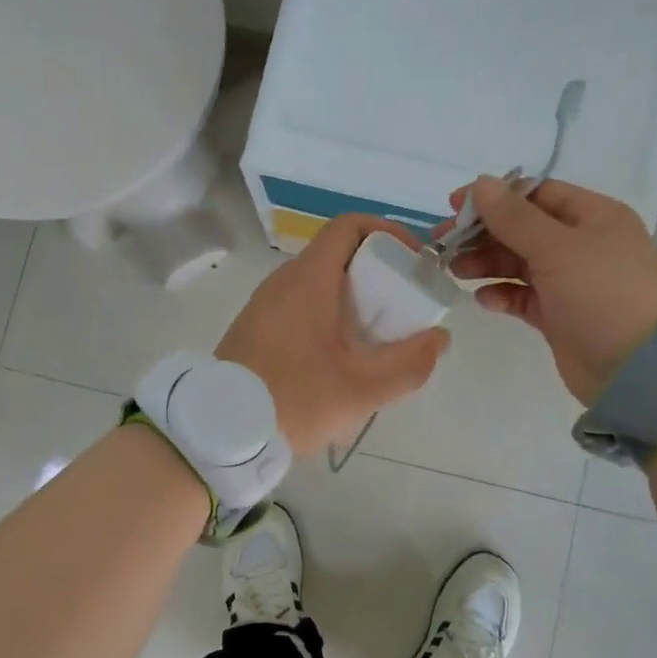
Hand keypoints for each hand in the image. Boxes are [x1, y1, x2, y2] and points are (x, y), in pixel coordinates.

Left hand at [217, 215, 450, 456]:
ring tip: (377, 336)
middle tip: (403, 306)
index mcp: (309, 279)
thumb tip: (438, 338)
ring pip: (319, 281)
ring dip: (353, 296)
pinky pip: (300, 304)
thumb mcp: (362, 388)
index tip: (412, 261)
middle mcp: (284, 280)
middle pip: (338, 254)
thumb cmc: (293, 399)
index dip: (387, 232)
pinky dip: (329, 313)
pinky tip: (340, 355)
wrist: (218, 431)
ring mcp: (265, 303)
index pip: (349, 226)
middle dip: (377, 271)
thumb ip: (409, 363)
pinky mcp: (255, 326)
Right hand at [444, 176, 656, 403]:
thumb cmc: (603, 295)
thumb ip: (514, 217)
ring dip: (486, 263)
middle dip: (483, 233)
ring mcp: (572, 282)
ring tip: (456, 271)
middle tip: (443, 243)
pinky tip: (484, 299)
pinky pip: (523, 296)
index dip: (495, 197)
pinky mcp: (560, 315)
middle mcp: (583, 244)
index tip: (455, 207)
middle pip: (523, 228)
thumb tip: (480, 183)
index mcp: (594, 217)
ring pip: (519, 262)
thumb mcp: (558, 248)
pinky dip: (502, 294)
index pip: (536, 194)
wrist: (639, 371)